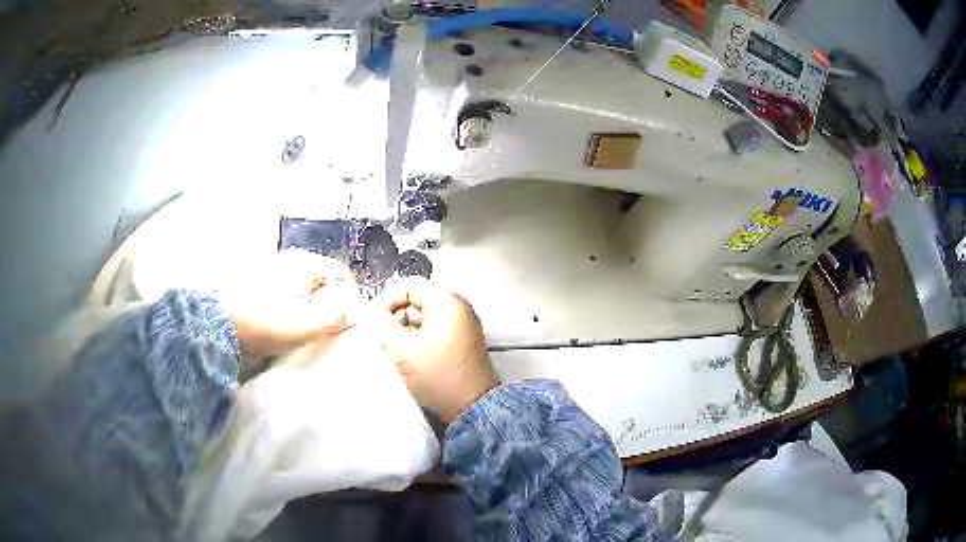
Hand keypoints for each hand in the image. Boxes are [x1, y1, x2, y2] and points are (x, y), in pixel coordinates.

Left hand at [220, 249, 362, 357]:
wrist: (215, 321)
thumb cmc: (265, 320)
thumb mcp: (308, 324)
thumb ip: (336, 316)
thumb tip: (350, 310)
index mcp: (305, 262)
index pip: (341, 274)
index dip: (350, 298)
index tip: (346, 324)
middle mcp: (287, 259)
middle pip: (319, 281)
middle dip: (326, 305)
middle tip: (324, 331)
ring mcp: (266, 269)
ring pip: (298, 288)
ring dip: (304, 308)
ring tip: (300, 333)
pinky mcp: (250, 282)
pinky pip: (279, 294)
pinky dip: (285, 308)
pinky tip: (278, 327)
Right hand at [370, 278, 498, 423]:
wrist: (473, 408)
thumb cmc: (440, 378)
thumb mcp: (403, 350)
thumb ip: (380, 325)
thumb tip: (367, 311)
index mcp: (447, 302)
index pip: (408, 285)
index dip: (386, 300)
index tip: (373, 320)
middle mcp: (458, 308)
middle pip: (415, 300)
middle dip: (394, 317)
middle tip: (382, 338)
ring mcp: (462, 324)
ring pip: (423, 316)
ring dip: (404, 330)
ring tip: (395, 351)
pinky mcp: (461, 341)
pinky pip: (433, 330)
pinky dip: (417, 339)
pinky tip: (409, 358)